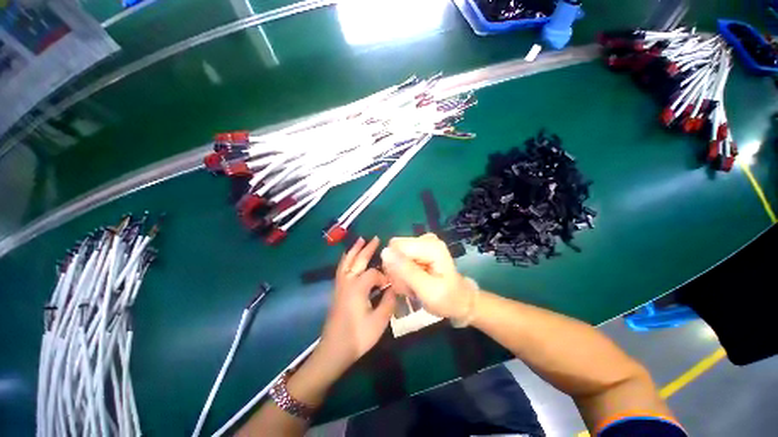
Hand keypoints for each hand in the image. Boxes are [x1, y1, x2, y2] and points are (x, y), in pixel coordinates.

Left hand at [319, 237, 395, 372]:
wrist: (334, 350)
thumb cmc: (358, 336)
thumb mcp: (379, 321)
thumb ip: (389, 301)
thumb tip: (394, 287)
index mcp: (358, 287)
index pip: (373, 273)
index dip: (384, 277)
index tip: (390, 286)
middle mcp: (347, 282)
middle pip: (358, 260)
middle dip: (367, 249)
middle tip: (376, 238)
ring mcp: (340, 285)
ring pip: (346, 262)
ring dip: (354, 250)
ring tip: (360, 240)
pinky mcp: (337, 291)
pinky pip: (341, 269)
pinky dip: (345, 260)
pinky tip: (348, 258)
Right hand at [381, 233, 470, 318]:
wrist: (460, 301)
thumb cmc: (447, 299)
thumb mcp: (427, 290)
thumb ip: (406, 270)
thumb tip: (384, 251)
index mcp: (430, 246)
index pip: (396, 247)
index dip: (394, 266)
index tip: (404, 283)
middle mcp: (425, 239)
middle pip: (395, 250)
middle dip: (397, 271)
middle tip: (409, 287)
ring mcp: (422, 244)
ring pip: (395, 255)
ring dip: (399, 274)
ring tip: (412, 286)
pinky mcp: (419, 250)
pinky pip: (400, 259)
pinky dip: (403, 273)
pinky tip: (412, 282)